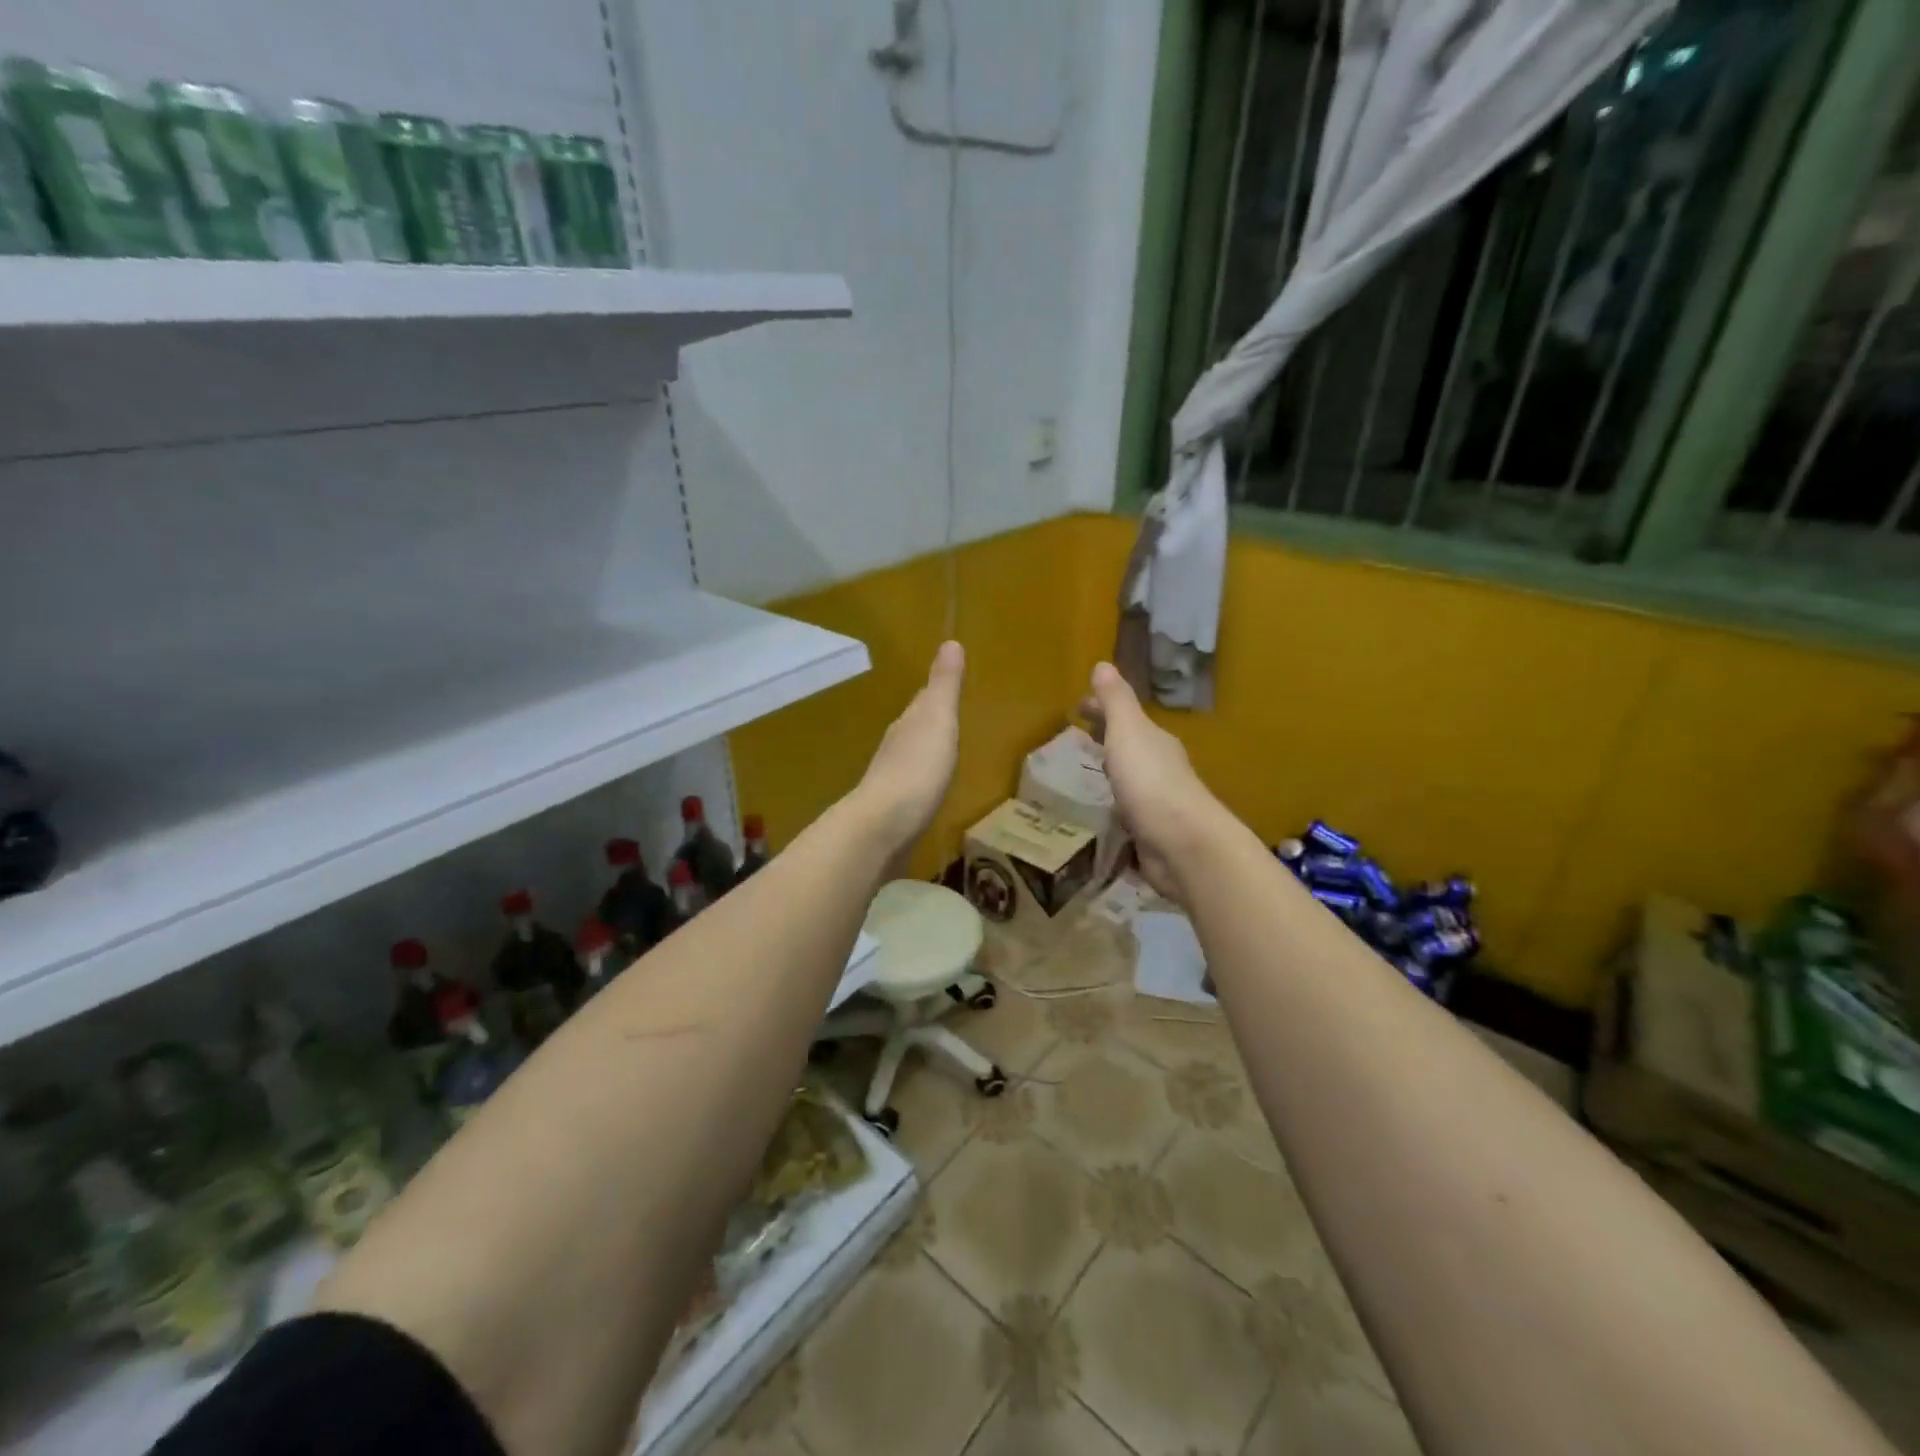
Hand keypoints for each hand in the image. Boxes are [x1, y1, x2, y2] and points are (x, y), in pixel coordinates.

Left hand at [851, 641, 964, 856]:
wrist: (883, 827)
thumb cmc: (917, 769)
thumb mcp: (937, 720)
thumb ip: (944, 686)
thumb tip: (950, 641)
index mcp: (908, 725)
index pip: (923, 702)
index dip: (936, 694)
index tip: (947, 686)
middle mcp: (895, 749)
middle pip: (914, 729)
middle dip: (929, 723)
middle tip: (947, 718)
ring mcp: (891, 783)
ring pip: (911, 759)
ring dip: (924, 754)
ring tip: (942, 754)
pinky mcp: (893, 814)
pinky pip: (912, 790)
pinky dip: (922, 785)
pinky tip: (929, 793)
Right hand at [1080, 662, 1225, 903]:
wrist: (1183, 845)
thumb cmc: (1150, 781)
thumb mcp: (1128, 732)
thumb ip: (1116, 701)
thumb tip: (1103, 663)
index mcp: (1154, 741)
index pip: (1124, 718)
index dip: (1101, 710)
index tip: (1077, 708)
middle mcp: (1160, 768)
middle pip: (1129, 746)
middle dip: (1107, 740)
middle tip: (1079, 739)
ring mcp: (1158, 803)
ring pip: (1130, 780)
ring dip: (1113, 774)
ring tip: (1087, 775)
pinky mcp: (1153, 834)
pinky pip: (1129, 813)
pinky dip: (1116, 807)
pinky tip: (1104, 816)